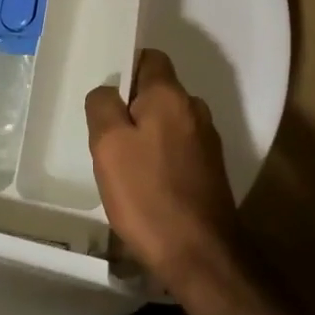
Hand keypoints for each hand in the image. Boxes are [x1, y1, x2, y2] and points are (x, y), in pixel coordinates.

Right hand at [84, 49, 239, 284]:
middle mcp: (195, 110)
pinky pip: (178, 147)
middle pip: (158, 92)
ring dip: (147, 135)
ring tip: (125, 166)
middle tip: (108, 138)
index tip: (107, 97)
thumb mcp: (108, 146)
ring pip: (168, 122)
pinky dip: (161, 156)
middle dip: (133, 107)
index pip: (150, 58)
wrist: (200, 256)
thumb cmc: (148, 195)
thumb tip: (109, 92)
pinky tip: (147, 185)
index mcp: (171, 96)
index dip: (127, 68)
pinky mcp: (211, 170)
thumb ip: (103, 106)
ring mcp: (208, 141)